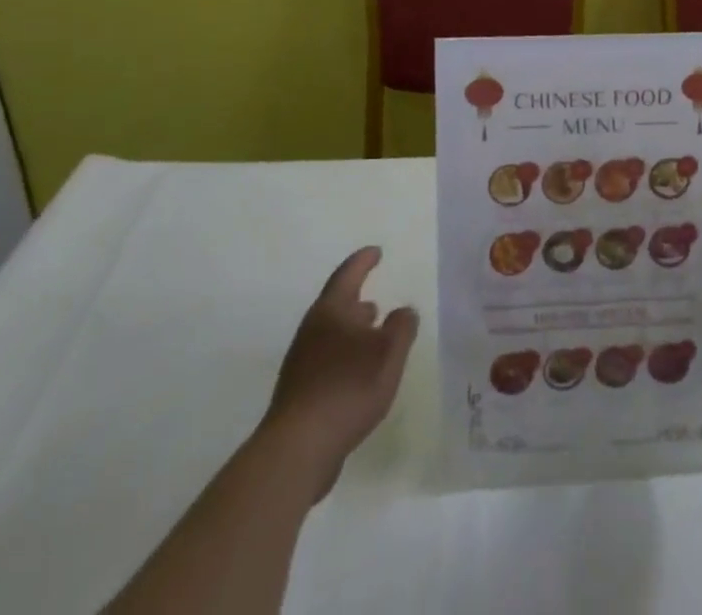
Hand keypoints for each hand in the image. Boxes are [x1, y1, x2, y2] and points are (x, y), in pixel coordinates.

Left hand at [261, 246, 418, 501]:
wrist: (297, 449)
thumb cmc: (347, 388)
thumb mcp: (389, 353)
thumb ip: (402, 327)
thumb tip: (404, 311)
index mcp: (331, 311)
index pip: (348, 274)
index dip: (363, 261)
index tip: (376, 252)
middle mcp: (312, 331)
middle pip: (336, 306)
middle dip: (356, 301)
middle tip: (375, 301)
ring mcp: (301, 363)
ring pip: (331, 335)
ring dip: (351, 332)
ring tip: (371, 338)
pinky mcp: (299, 393)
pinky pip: (327, 362)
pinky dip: (345, 358)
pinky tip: (358, 375)